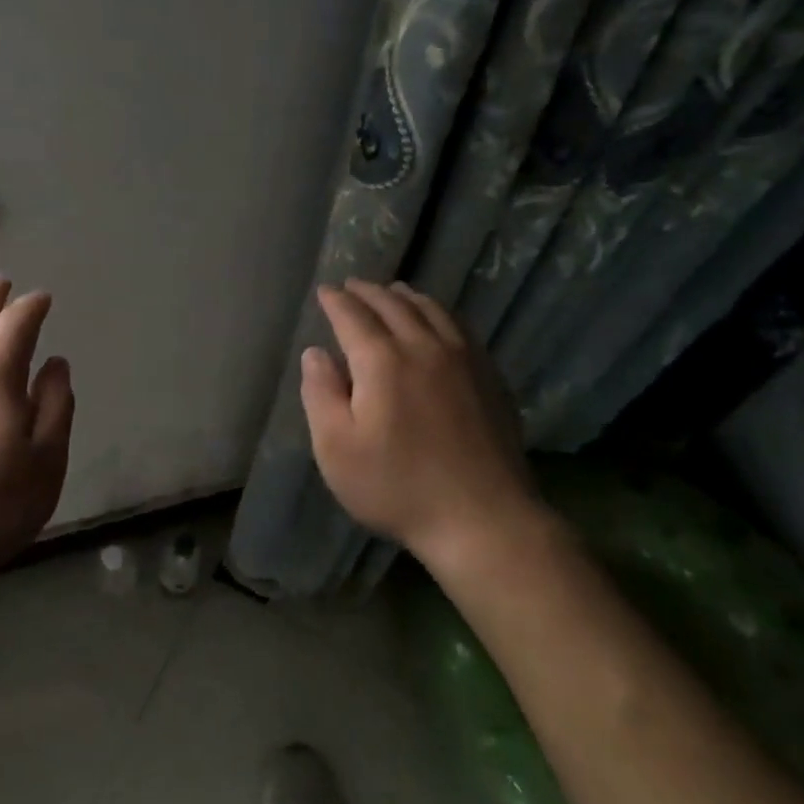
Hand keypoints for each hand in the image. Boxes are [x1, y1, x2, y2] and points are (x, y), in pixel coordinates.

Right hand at [300, 280, 541, 570]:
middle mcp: (423, 346)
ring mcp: (463, 359)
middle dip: (367, 292)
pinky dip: (438, 312)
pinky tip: (437, 321)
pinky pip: (459, 327)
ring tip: (392, 292)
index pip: (353, 316)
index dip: (335, 301)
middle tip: (352, 285)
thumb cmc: (398, 487)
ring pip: (430, 310)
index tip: (324, 290)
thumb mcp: (337, 449)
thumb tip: (315, 353)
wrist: (483, 518)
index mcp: (382, 361)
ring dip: (405, 296)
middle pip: (392, 304)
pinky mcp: (488, 376)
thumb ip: (320, 394)